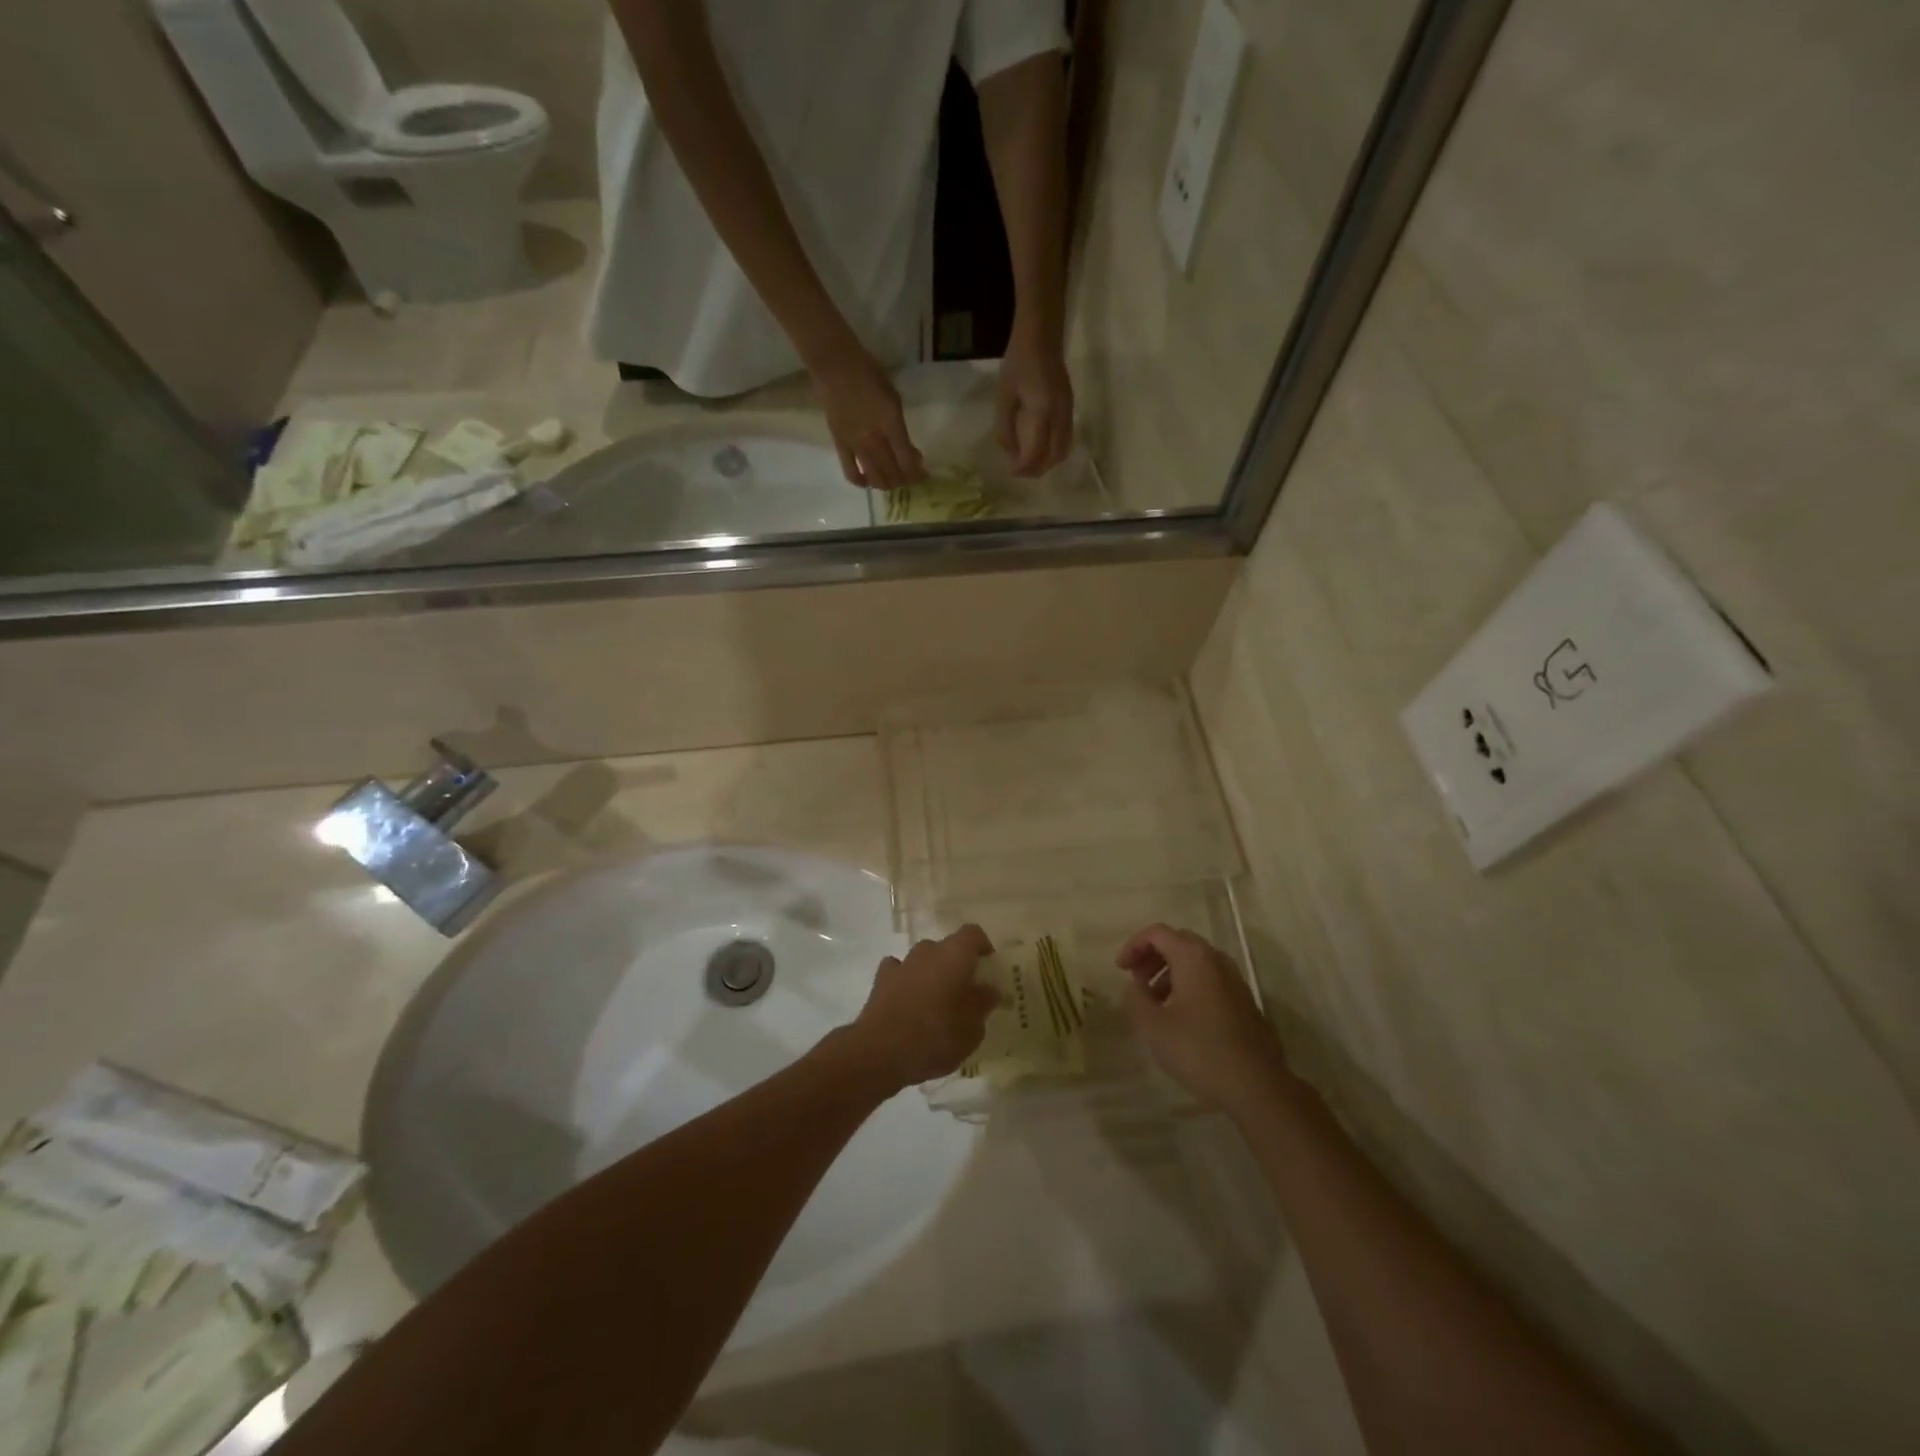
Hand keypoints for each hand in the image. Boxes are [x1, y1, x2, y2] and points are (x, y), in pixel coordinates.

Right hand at [809, 346, 924, 489]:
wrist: (835, 366)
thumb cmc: (869, 375)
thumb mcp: (894, 399)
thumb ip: (901, 428)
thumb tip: (908, 451)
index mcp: (891, 424)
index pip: (907, 462)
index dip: (917, 474)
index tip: (923, 473)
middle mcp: (874, 439)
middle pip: (893, 474)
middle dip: (905, 480)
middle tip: (909, 476)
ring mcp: (856, 445)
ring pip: (875, 478)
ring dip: (887, 484)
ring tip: (891, 478)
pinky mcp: (840, 446)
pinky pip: (851, 473)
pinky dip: (862, 481)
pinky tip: (868, 480)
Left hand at [845, 925, 999, 1091]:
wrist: (882, 1051)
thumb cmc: (937, 1036)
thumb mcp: (972, 1028)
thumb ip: (982, 1004)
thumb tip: (989, 990)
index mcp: (955, 955)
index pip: (973, 934)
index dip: (982, 946)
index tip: (988, 965)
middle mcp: (928, 951)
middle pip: (947, 948)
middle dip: (956, 965)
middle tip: (964, 991)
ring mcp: (902, 964)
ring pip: (923, 960)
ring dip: (931, 974)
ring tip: (936, 1002)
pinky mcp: (881, 980)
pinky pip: (899, 972)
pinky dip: (906, 982)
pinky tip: (909, 1002)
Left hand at [996, 328, 1074, 477]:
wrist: (1042, 335)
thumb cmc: (1019, 362)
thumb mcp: (1005, 396)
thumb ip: (1006, 427)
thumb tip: (1010, 453)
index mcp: (1042, 412)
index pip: (1036, 452)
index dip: (1024, 468)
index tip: (1011, 473)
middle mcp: (1060, 416)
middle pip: (1054, 456)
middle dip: (1037, 469)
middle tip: (1020, 472)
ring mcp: (1068, 412)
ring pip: (1064, 450)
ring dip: (1048, 462)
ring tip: (1030, 464)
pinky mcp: (1070, 408)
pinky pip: (1066, 439)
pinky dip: (1054, 451)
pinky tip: (1040, 449)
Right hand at [1119, 924, 1286, 1115]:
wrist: (1257, 1086)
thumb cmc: (1199, 1050)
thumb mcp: (1153, 1026)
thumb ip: (1136, 998)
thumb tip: (1135, 986)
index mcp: (1193, 958)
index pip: (1157, 933)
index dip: (1133, 946)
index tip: (1120, 970)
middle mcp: (1216, 960)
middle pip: (1178, 942)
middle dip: (1152, 957)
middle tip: (1136, 981)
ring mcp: (1235, 980)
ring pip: (1196, 962)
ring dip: (1170, 973)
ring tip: (1156, 1003)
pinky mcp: (1244, 1002)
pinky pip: (1210, 980)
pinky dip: (1189, 986)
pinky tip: (1181, 1018)